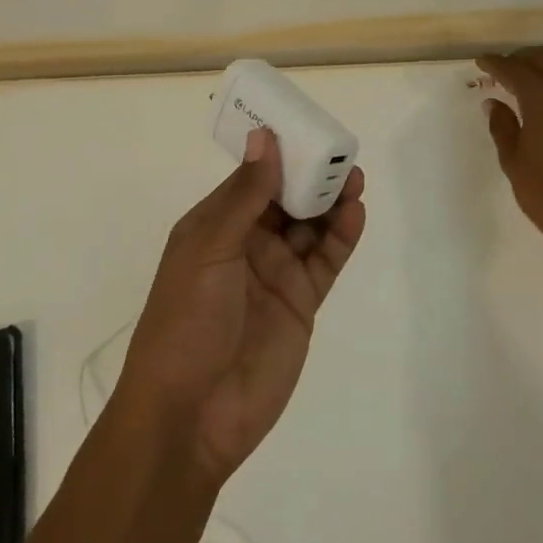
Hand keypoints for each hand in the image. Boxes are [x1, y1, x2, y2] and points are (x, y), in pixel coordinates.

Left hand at [116, 128, 365, 483]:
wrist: (191, 415)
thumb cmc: (186, 322)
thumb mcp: (208, 249)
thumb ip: (244, 195)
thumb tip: (264, 138)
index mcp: (214, 226)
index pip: (252, 178)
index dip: (278, 153)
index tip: (306, 126)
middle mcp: (247, 245)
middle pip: (286, 199)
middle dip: (311, 174)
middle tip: (340, 152)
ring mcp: (276, 275)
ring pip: (311, 227)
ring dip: (331, 201)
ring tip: (354, 178)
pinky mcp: (301, 303)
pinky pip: (326, 261)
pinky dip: (342, 237)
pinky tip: (356, 214)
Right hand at [478, 46, 542, 264]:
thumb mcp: (515, 163)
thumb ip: (502, 127)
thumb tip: (493, 103)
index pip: (515, 70)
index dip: (495, 64)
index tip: (479, 62)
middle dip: (520, 58)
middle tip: (499, 69)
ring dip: (540, 65)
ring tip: (519, 80)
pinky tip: (542, 97)